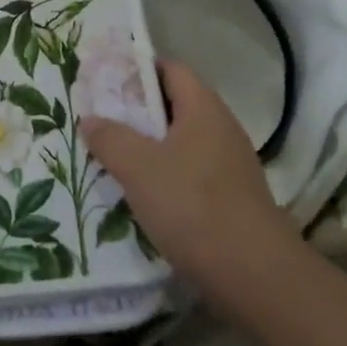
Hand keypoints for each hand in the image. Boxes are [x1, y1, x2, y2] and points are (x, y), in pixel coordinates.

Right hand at [83, 59, 304, 299]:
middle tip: (99, 118)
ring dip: (147, 147)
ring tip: (111, 156)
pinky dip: (163, 176)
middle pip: (173, 105)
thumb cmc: (194, 206)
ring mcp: (229, 165)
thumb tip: (90, 118)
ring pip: (179, 142)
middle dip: (135, 110)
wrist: (256, 277)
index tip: (104, 79)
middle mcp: (221, 129)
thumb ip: (110, 138)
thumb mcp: (139, 167)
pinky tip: (140, 195)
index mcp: (203, 108)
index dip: (137, 68)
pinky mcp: (231, 199)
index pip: (170, 69)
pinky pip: (189, 172)